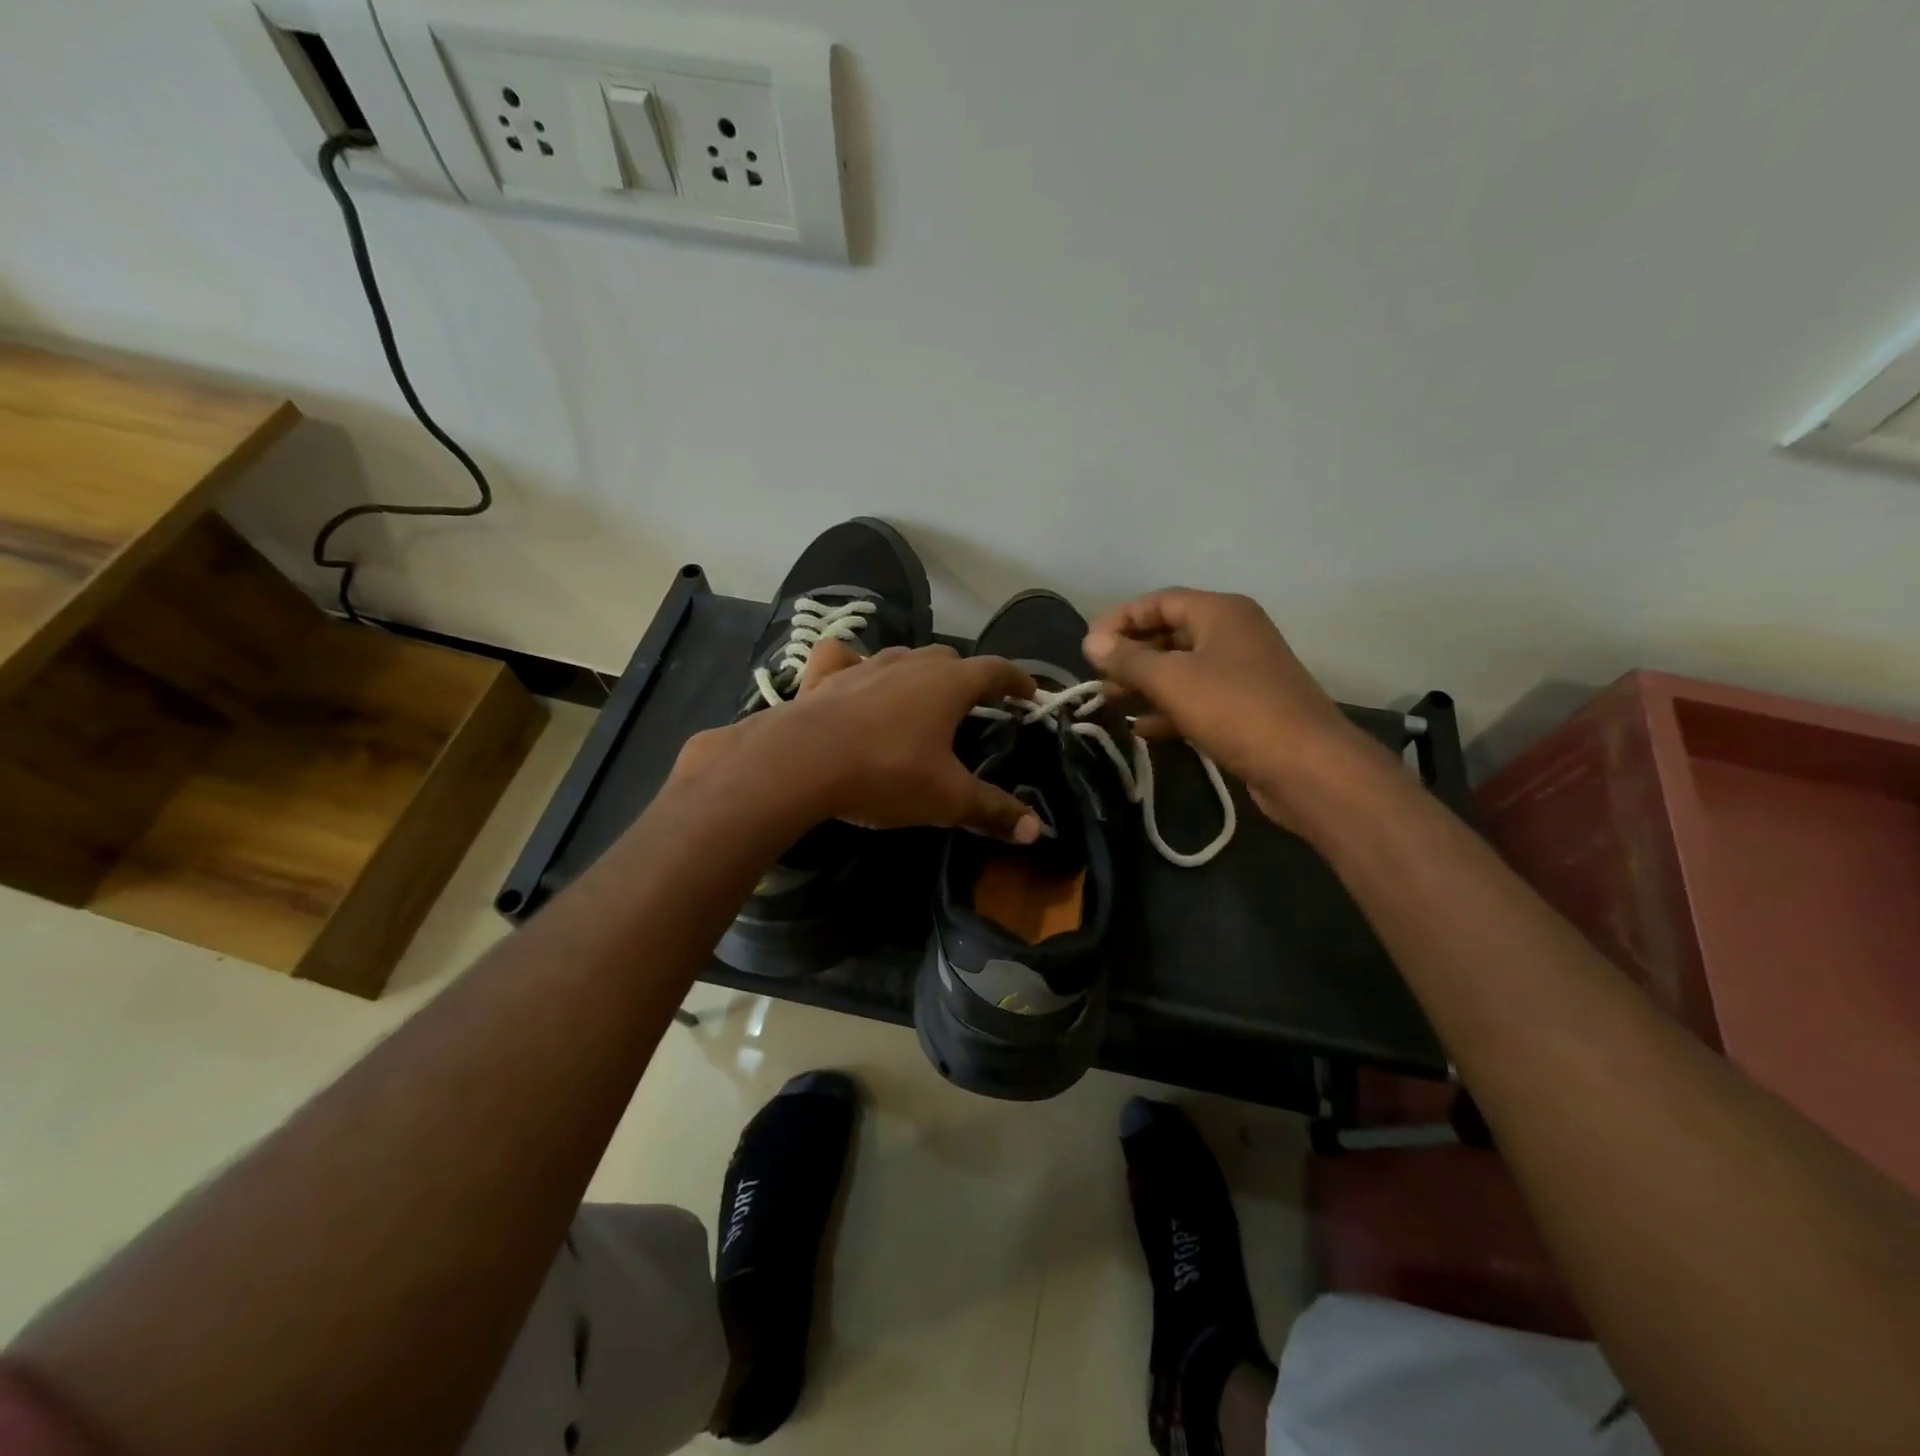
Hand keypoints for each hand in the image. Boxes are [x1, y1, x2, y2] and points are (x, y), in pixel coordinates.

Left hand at [674, 645, 1044, 841]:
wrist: (802, 762)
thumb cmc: (886, 774)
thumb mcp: (947, 798)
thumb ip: (992, 810)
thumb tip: (1037, 830)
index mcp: (949, 684)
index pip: (996, 670)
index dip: (1017, 681)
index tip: (1029, 693)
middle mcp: (911, 663)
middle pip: (950, 659)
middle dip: (968, 677)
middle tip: (975, 703)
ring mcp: (866, 665)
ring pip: (903, 657)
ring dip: (919, 672)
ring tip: (922, 696)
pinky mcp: (826, 676)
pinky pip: (845, 658)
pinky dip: (856, 664)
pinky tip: (854, 677)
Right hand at [1083, 589, 1383, 830]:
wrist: (1304, 766)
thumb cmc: (1235, 709)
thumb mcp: (1172, 679)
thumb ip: (1128, 659)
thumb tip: (1091, 641)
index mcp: (1220, 612)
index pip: (1159, 601)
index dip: (1120, 619)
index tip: (1089, 646)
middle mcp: (1232, 634)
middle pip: (1169, 634)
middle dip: (1130, 655)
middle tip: (1096, 678)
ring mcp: (1241, 673)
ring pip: (1181, 670)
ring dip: (1144, 684)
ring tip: (1109, 703)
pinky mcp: (1244, 709)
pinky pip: (1196, 699)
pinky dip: (1168, 710)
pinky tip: (1142, 729)